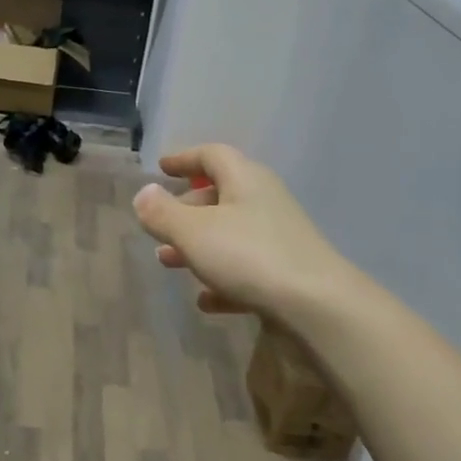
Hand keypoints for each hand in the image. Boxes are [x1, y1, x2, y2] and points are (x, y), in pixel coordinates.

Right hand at [132, 144, 350, 321]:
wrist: (316, 305)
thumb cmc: (248, 256)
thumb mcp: (193, 232)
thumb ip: (163, 213)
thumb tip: (144, 193)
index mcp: (245, 180)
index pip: (212, 156)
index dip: (184, 158)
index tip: (161, 168)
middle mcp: (264, 203)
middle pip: (220, 196)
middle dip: (185, 209)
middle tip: (159, 226)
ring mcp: (278, 239)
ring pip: (229, 235)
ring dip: (197, 246)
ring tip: (168, 263)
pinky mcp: (286, 274)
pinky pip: (246, 270)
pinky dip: (222, 279)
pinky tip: (206, 301)